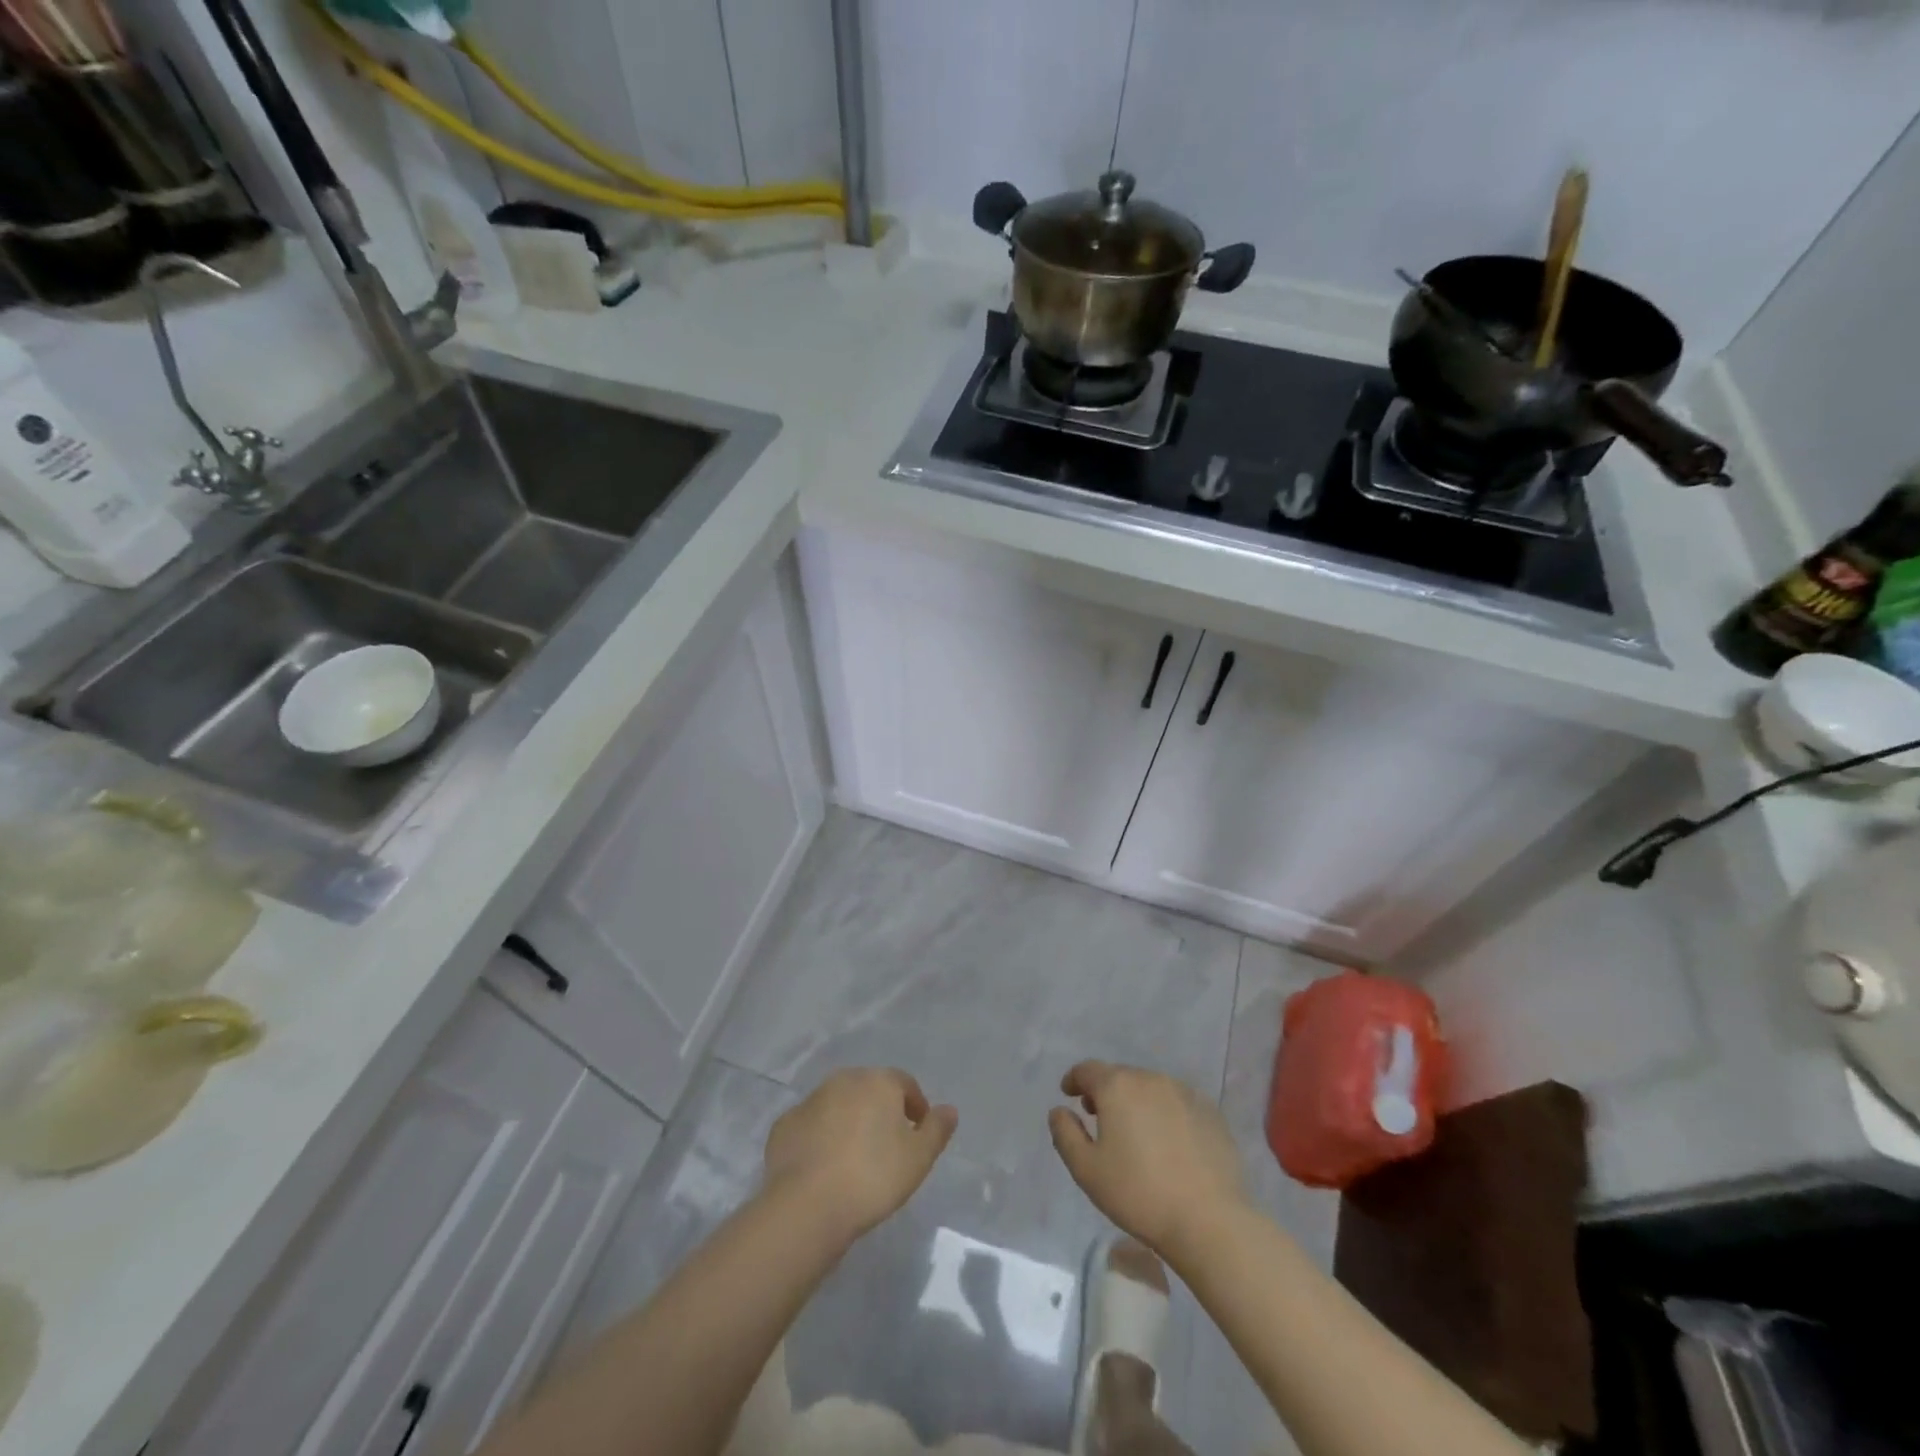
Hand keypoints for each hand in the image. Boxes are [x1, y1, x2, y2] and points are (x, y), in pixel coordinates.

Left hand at [763, 1067, 957, 1243]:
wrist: (807, 1205)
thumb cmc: (873, 1177)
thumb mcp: (919, 1158)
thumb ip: (937, 1130)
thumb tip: (949, 1110)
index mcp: (878, 1081)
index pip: (905, 1084)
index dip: (915, 1106)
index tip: (918, 1133)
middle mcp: (844, 1080)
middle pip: (869, 1090)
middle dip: (880, 1111)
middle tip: (887, 1146)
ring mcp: (810, 1100)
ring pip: (838, 1105)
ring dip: (849, 1122)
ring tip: (855, 1158)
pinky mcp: (785, 1125)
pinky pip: (811, 1126)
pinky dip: (820, 1138)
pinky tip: (824, 1166)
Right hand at [1048, 1060, 1247, 1258]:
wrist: (1209, 1220)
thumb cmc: (1139, 1194)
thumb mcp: (1087, 1170)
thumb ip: (1065, 1134)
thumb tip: (1059, 1110)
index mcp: (1117, 1086)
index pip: (1088, 1070)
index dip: (1074, 1079)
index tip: (1069, 1093)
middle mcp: (1150, 1079)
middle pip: (1120, 1076)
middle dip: (1106, 1092)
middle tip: (1099, 1117)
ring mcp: (1184, 1092)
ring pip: (1150, 1088)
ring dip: (1136, 1101)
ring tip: (1135, 1131)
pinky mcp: (1210, 1112)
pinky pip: (1177, 1103)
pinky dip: (1165, 1113)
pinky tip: (1168, 1141)